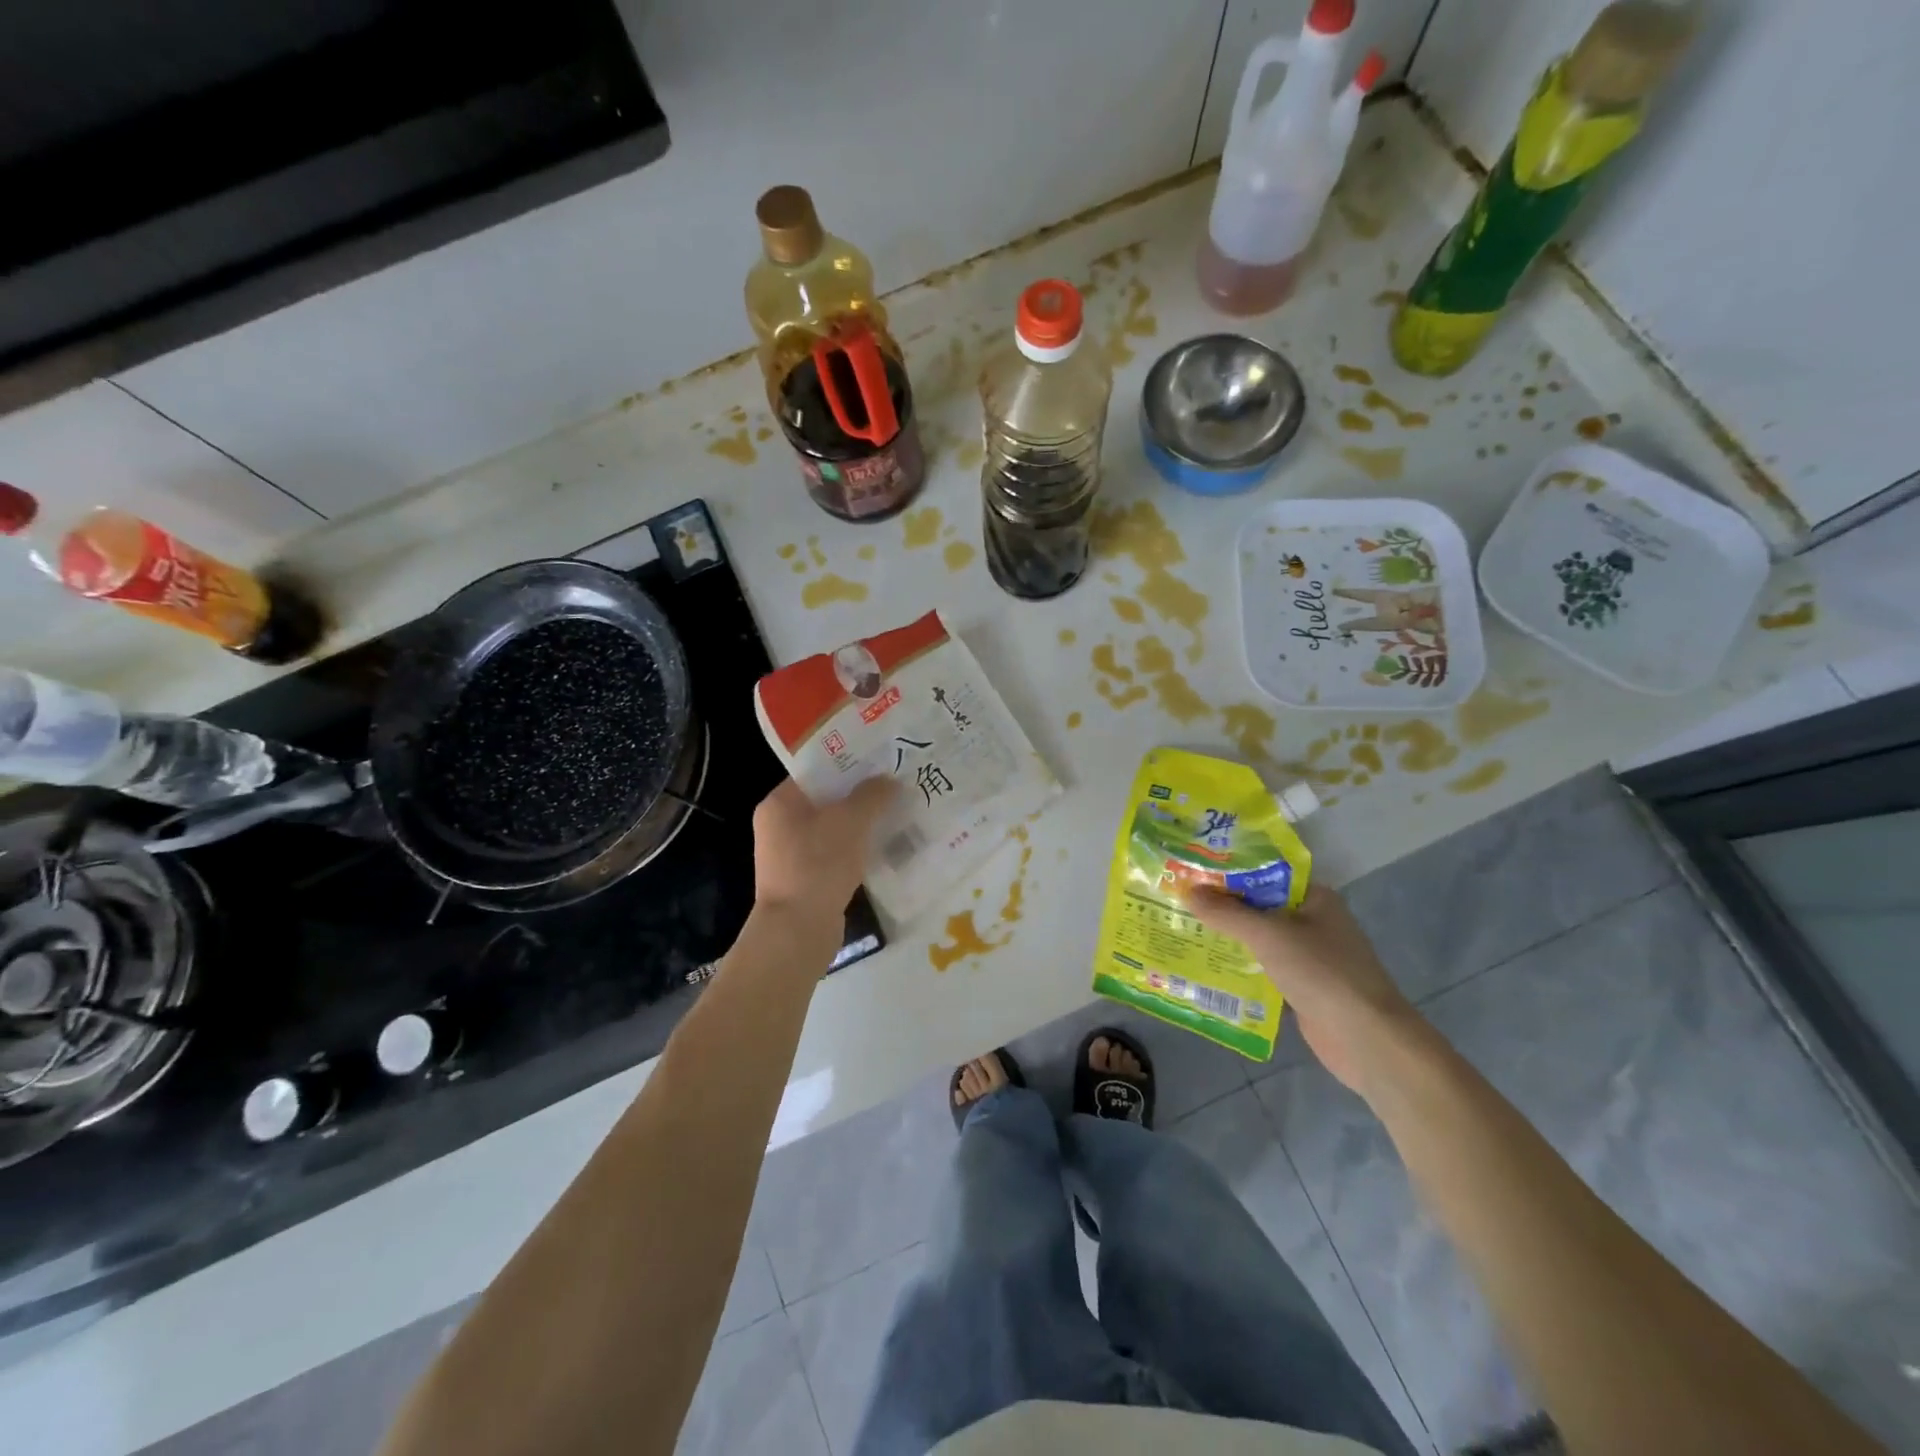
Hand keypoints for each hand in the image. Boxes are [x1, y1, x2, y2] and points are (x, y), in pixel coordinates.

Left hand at [751, 776, 896, 933]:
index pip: (815, 771)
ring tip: (896, 813)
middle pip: (826, 799)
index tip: (880, 760)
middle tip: (895, 786)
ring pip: (833, 828)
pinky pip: (834, 853)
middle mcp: (779, 825)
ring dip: (861, 823)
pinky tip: (883, 847)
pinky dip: (856, 849)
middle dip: (860, 794)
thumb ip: (871, 795)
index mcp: (779, 803)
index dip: (848, 764)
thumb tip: (888, 781)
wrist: (798, 931)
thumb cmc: (818, 865)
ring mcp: (790, 855)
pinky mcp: (805, 879)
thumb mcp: (851, 821)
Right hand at [1183, 882, 1420, 1095]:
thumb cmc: (1320, 971)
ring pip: (1261, 940)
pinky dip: (1241, 968)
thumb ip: (1227, 913)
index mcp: (1315, 898)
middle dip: (1223, 906)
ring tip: (1185, 930)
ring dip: (1229, 938)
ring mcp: (1310, 957)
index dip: (1230, 871)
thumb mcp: (1268, 934)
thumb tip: (1189, 891)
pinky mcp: (1304, 987)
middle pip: (1260, 907)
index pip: (1266, 874)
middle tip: (1179, 900)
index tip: (1193, 871)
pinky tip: (1208, 967)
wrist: (1364, 1038)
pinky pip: (1265, 969)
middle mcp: (1314, 922)